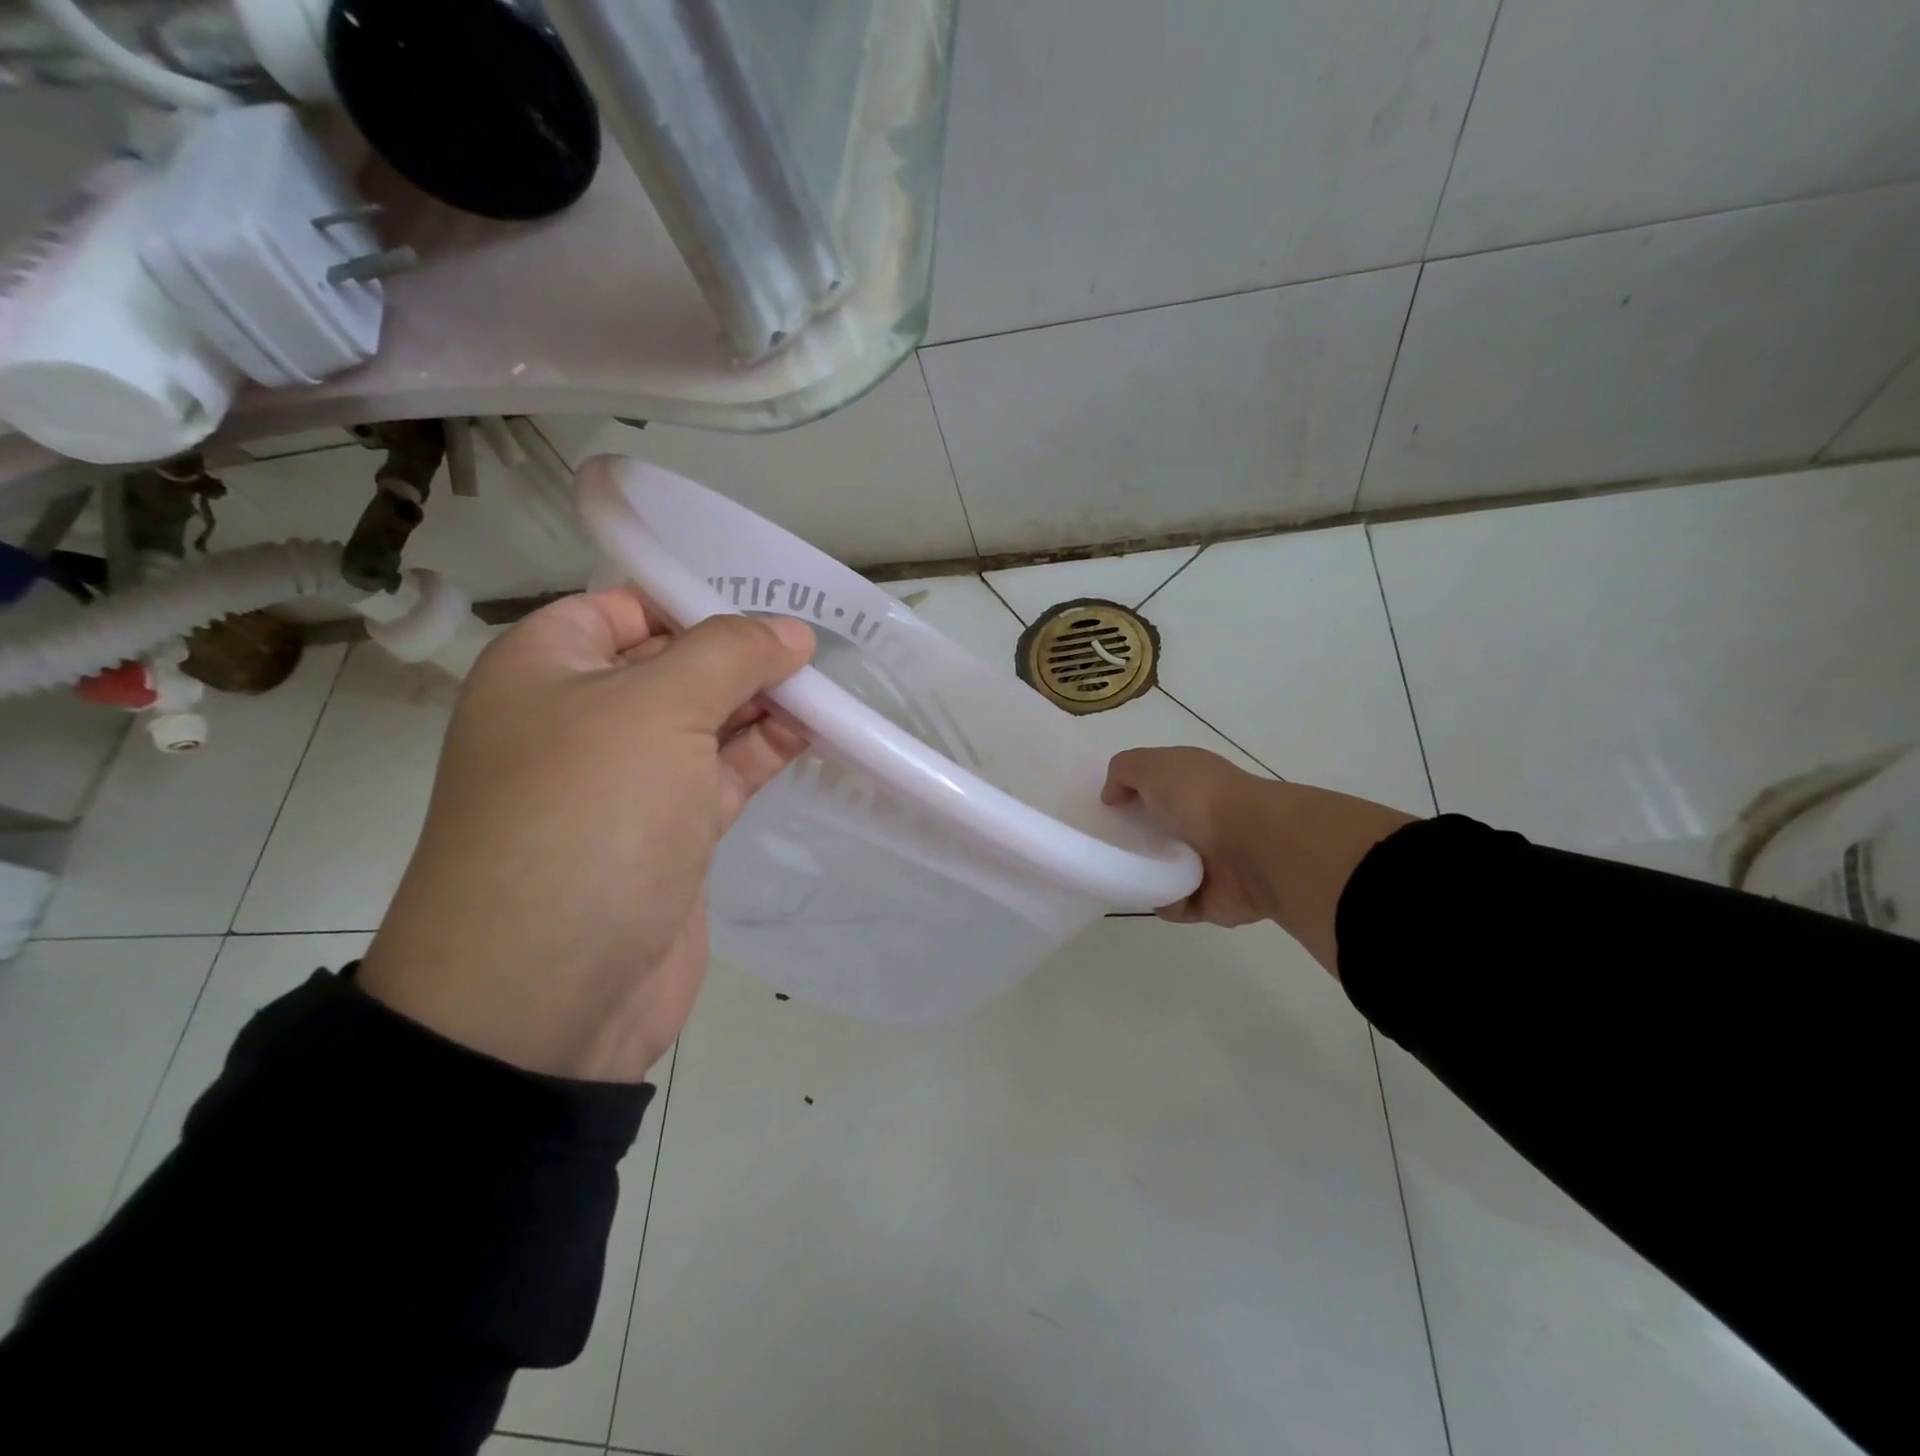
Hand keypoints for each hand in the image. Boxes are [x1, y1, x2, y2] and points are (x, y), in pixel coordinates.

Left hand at [357, 589, 812, 1080]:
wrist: (546, 996)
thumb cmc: (587, 819)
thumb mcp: (656, 710)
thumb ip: (729, 655)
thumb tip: (789, 631)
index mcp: (546, 669)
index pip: (626, 606)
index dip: (697, 600)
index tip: (771, 606)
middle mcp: (581, 719)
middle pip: (673, 663)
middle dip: (741, 654)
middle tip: (815, 648)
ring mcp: (627, 783)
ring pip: (704, 721)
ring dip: (761, 704)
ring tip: (826, 690)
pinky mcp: (667, 835)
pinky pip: (720, 775)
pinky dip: (764, 752)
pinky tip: (813, 733)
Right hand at [1101, 747, 1416, 975]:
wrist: (1255, 848)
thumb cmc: (1201, 799)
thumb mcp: (1153, 765)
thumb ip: (1124, 771)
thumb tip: (1112, 796)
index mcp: (1192, 784)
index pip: (1155, 787)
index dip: (1128, 795)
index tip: (1103, 810)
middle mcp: (1202, 819)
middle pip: (1156, 831)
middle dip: (1131, 839)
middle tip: (1103, 847)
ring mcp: (1210, 861)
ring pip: (1164, 870)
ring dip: (1144, 876)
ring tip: (1119, 876)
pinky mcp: (1213, 898)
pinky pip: (1176, 904)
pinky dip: (1164, 902)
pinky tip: (1152, 896)